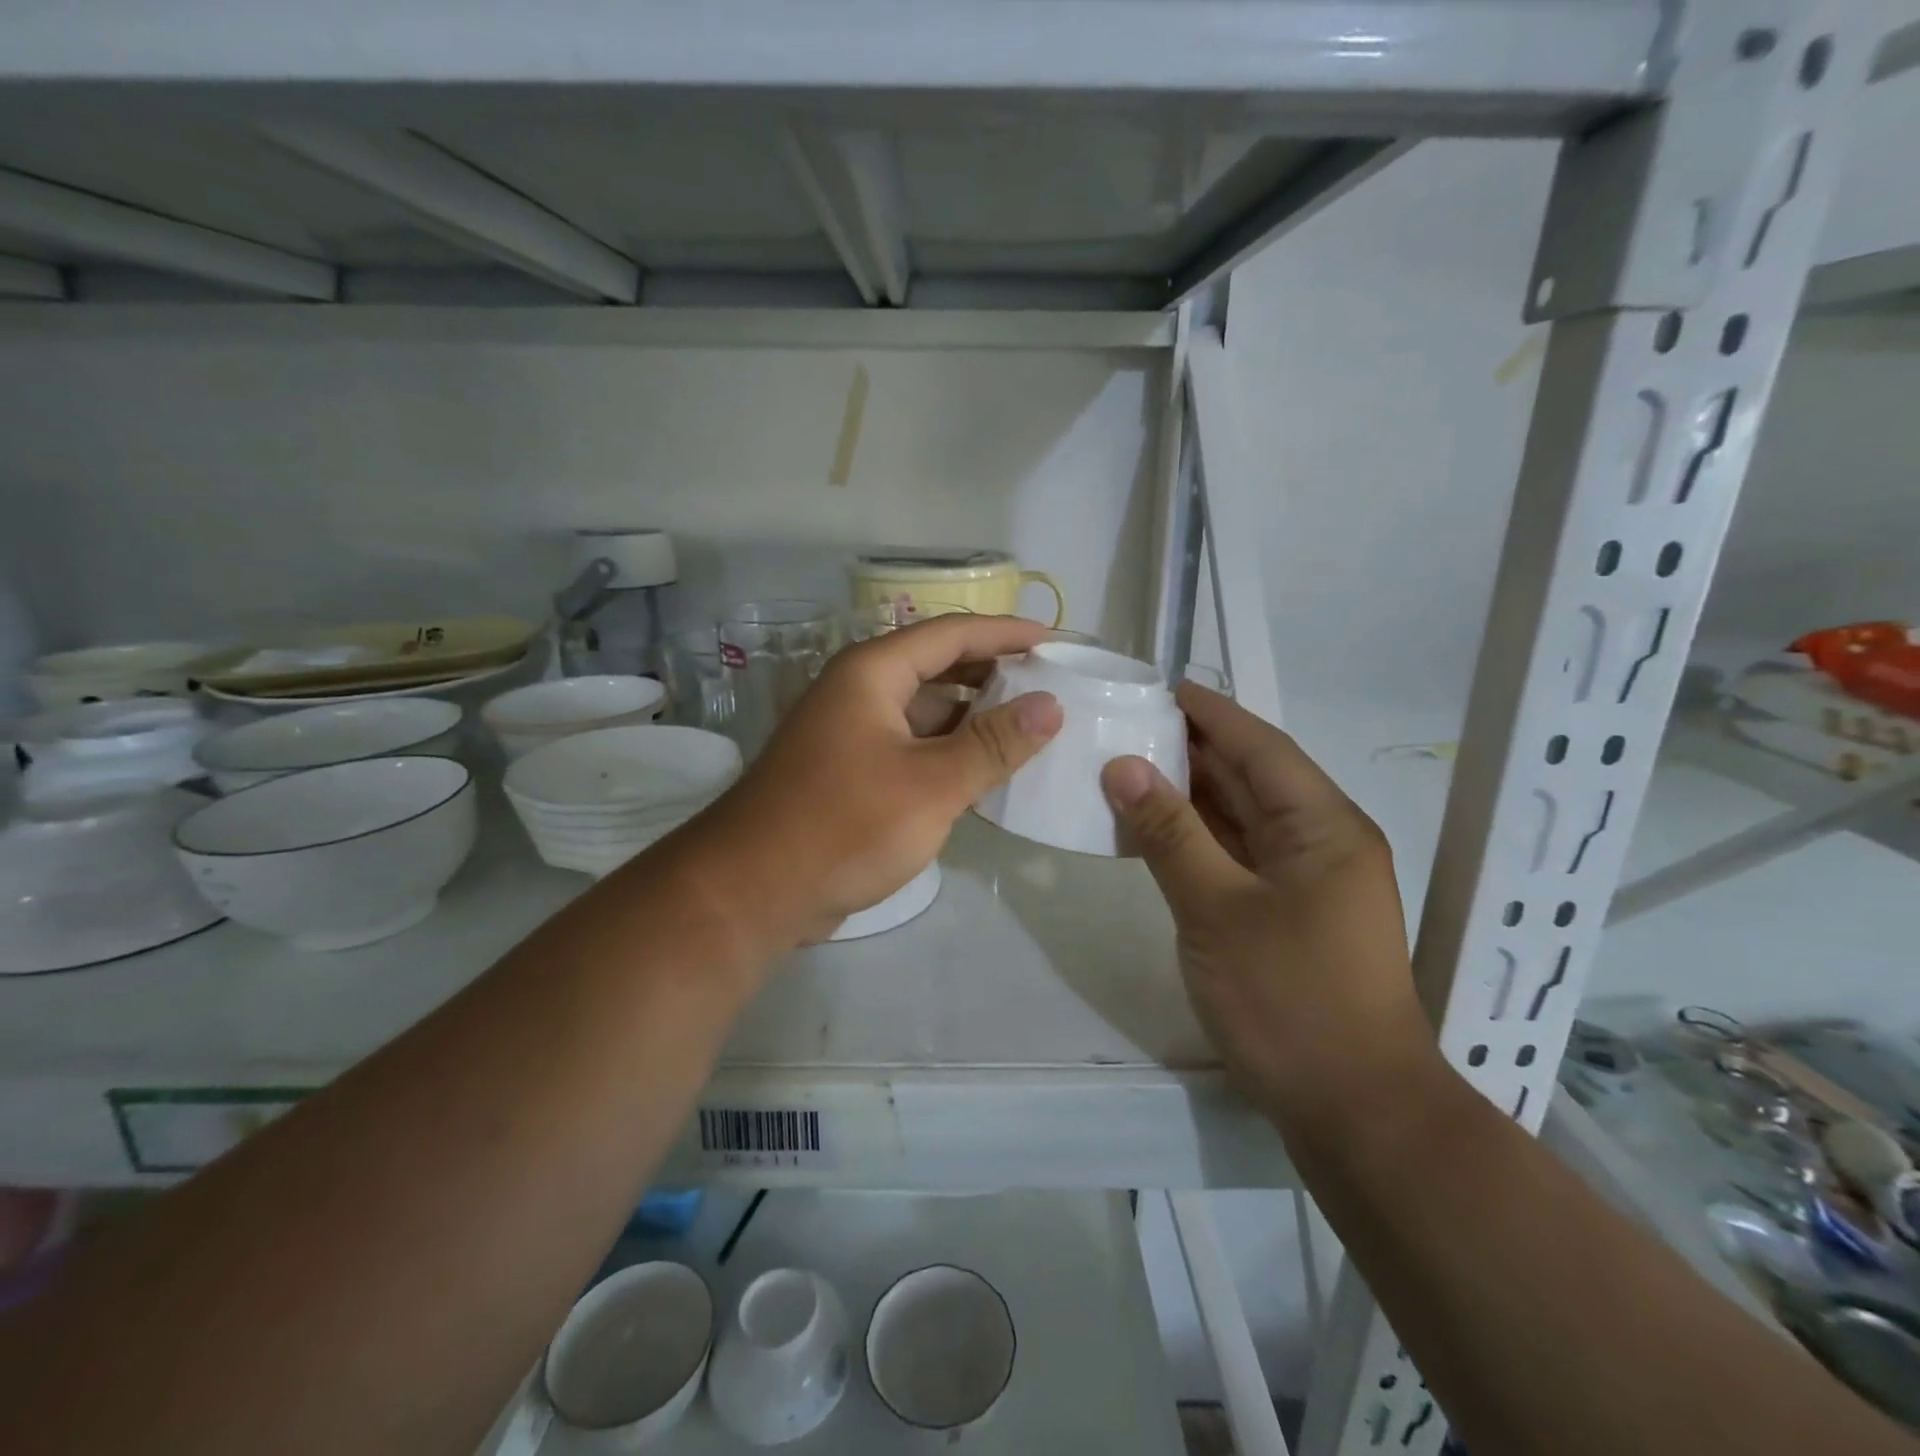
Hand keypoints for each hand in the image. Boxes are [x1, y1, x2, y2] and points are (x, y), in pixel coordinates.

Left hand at [679, 614, 1063, 947]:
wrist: (754, 891)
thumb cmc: (845, 825)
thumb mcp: (931, 784)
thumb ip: (993, 744)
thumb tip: (1051, 705)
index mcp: (872, 673)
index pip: (950, 633)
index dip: (1005, 633)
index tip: (1054, 642)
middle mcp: (860, 692)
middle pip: (938, 667)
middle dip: (993, 674)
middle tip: (1050, 687)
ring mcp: (853, 733)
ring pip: (927, 711)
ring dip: (975, 719)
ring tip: (1031, 730)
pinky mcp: (852, 772)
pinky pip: (913, 747)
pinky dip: (950, 753)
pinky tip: (987, 773)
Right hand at [1100, 684, 1437, 1138]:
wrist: (1356, 1112)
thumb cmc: (1290, 1001)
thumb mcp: (1217, 910)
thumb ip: (1169, 833)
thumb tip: (1124, 767)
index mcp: (1323, 825)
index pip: (1260, 746)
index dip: (1208, 713)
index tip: (1156, 686)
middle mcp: (1322, 841)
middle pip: (1251, 776)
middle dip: (1191, 749)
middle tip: (1126, 724)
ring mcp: (1308, 880)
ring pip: (1242, 817)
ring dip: (1190, 794)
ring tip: (1127, 767)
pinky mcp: (1289, 914)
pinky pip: (1238, 855)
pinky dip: (1197, 838)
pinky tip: (1153, 831)